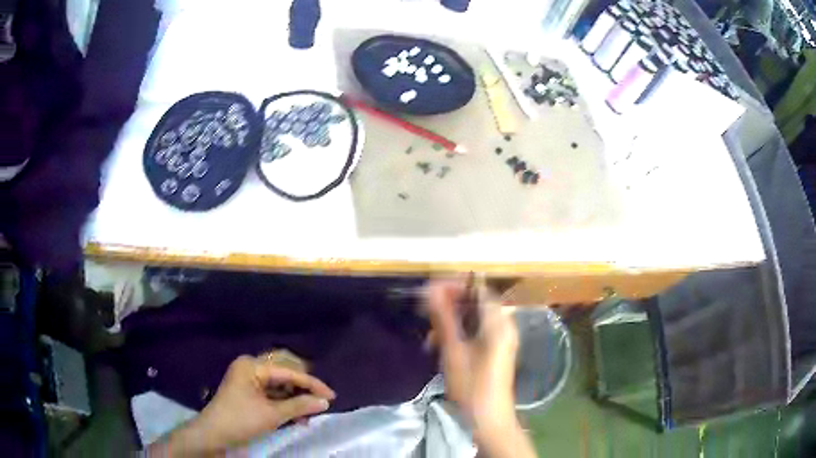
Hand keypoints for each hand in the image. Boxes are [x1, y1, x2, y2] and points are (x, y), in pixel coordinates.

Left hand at [147, 352, 335, 455]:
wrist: (214, 435)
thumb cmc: (241, 421)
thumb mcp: (272, 415)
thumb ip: (300, 405)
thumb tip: (325, 402)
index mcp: (252, 365)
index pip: (288, 371)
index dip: (312, 384)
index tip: (332, 396)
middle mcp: (250, 366)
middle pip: (284, 370)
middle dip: (303, 386)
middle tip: (321, 399)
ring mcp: (248, 378)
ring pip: (279, 382)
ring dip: (295, 396)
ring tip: (309, 412)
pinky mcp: (248, 390)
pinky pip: (272, 391)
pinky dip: (285, 401)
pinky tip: (297, 415)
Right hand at [426, 279, 535, 457]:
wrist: (489, 419)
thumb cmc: (472, 387)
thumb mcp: (453, 351)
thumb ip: (443, 318)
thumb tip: (430, 289)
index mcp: (499, 323)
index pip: (478, 289)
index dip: (454, 285)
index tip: (429, 291)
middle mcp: (504, 325)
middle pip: (476, 302)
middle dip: (449, 305)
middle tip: (425, 314)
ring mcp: (501, 339)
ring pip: (473, 318)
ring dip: (451, 322)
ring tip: (430, 337)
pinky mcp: (495, 350)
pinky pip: (476, 331)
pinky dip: (458, 334)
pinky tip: (440, 347)